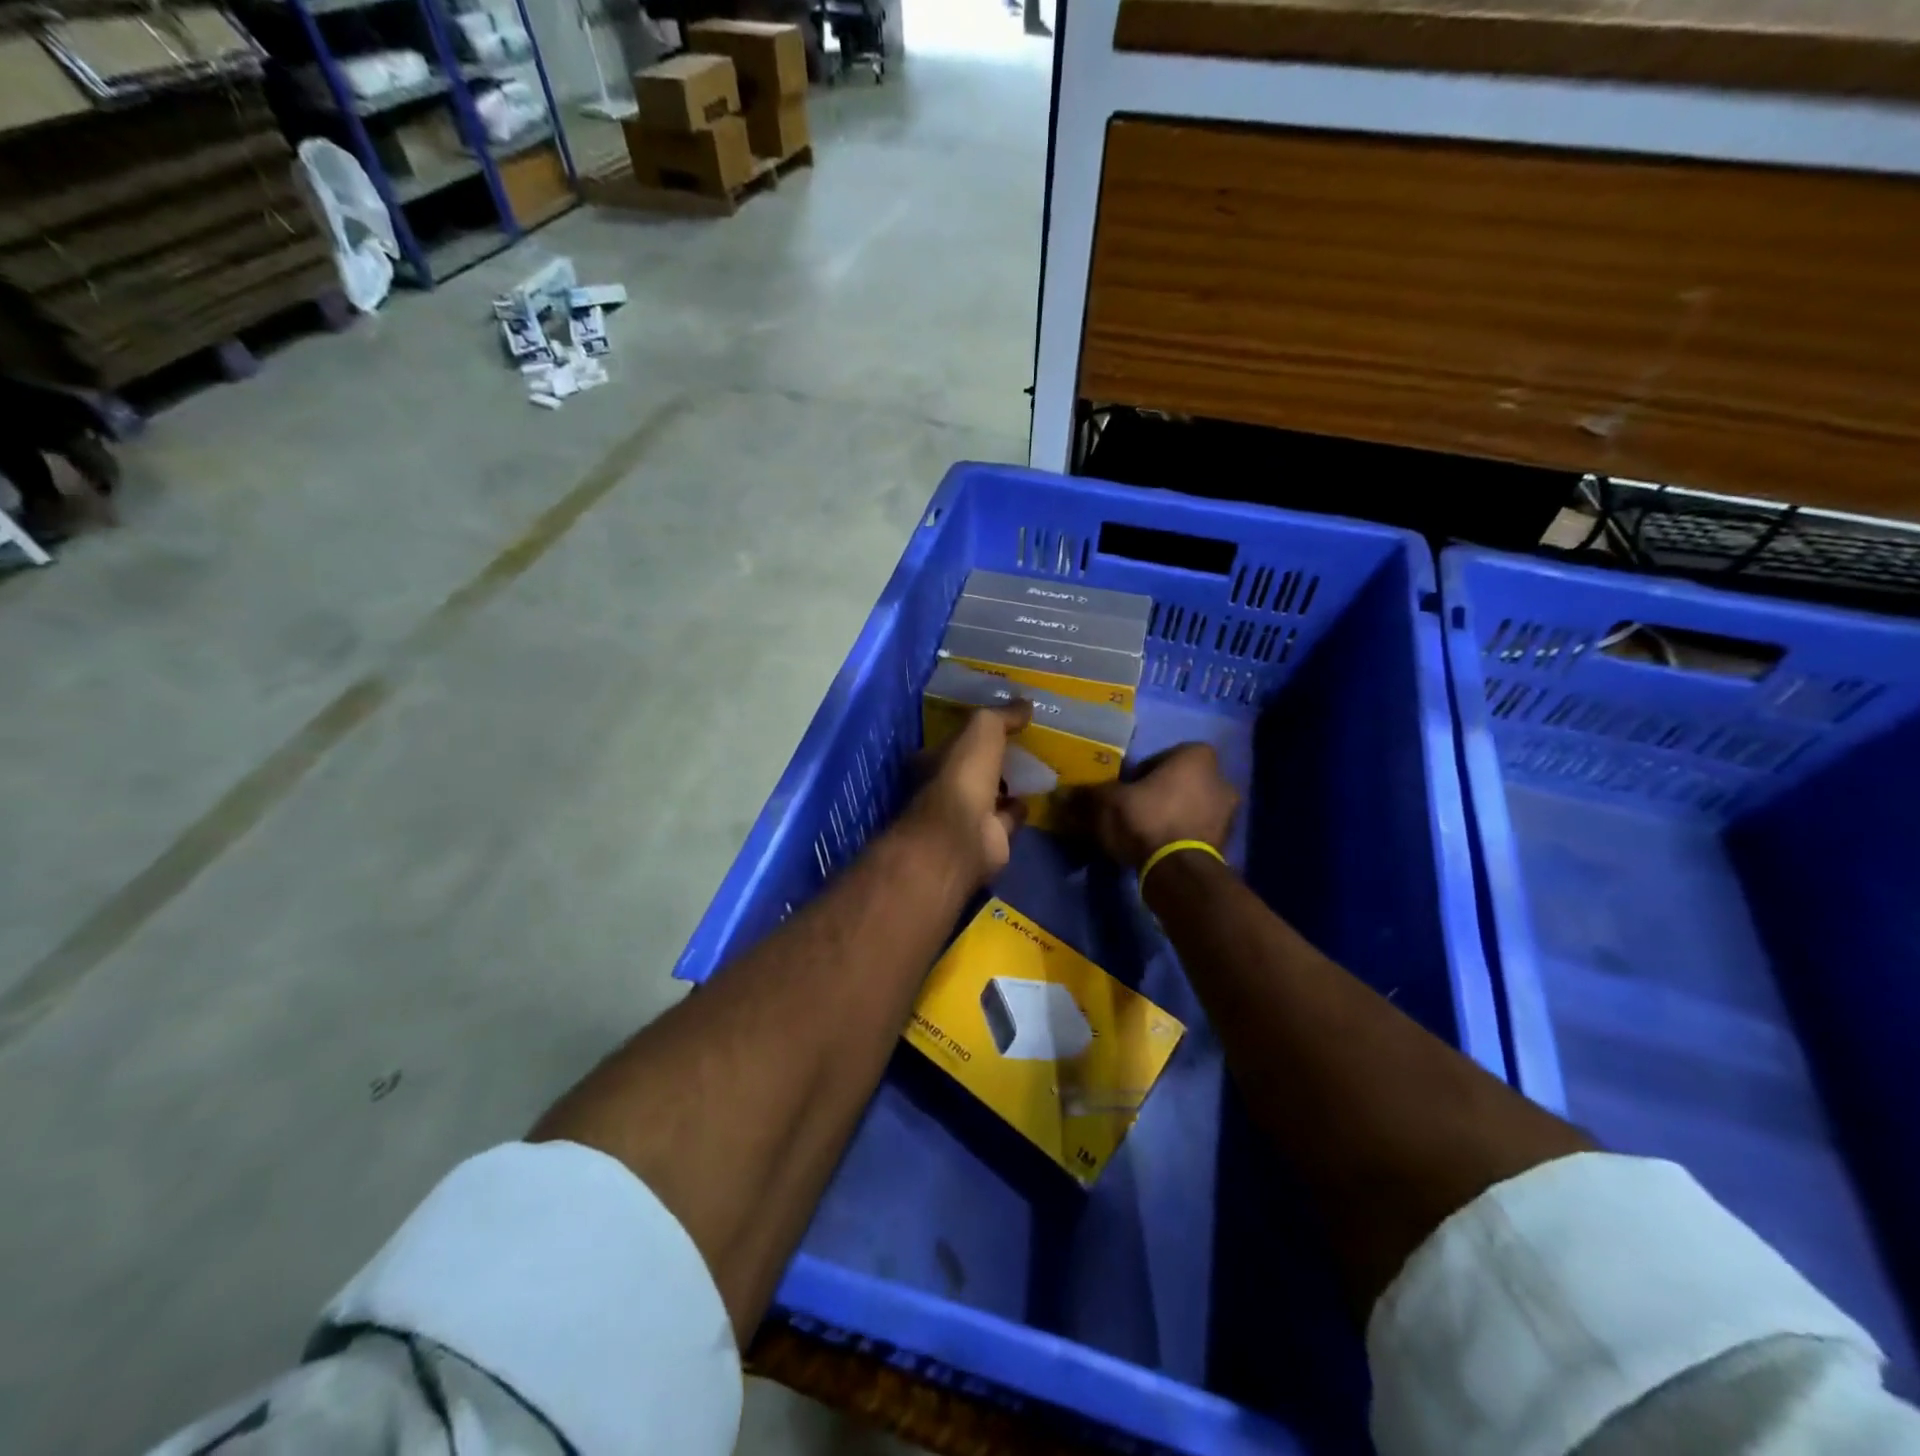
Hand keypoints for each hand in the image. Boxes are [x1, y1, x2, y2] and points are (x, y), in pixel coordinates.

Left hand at [903, 701, 1032, 886]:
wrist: (964, 835)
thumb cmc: (963, 774)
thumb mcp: (982, 729)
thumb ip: (1002, 715)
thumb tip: (1025, 702)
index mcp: (933, 760)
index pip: (954, 741)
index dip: (975, 732)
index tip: (1002, 721)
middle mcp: (946, 788)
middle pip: (974, 768)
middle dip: (995, 758)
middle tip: (1024, 743)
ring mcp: (966, 815)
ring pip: (992, 793)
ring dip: (1009, 783)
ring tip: (1036, 767)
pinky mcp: (989, 838)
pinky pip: (1008, 817)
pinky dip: (1020, 808)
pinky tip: (1037, 795)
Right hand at [1073, 743, 1238, 870]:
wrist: (1177, 870)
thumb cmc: (1146, 820)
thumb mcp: (1107, 802)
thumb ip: (1088, 794)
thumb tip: (1061, 794)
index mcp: (1197, 756)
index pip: (1162, 757)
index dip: (1140, 773)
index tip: (1125, 789)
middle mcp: (1220, 778)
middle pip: (1179, 782)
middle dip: (1158, 793)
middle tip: (1132, 810)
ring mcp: (1228, 812)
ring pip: (1189, 806)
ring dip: (1170, 815)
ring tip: (1143, 833)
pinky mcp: (1226, 842)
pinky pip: (1196, 831)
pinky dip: (1180, 835)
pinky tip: (1157, 848)